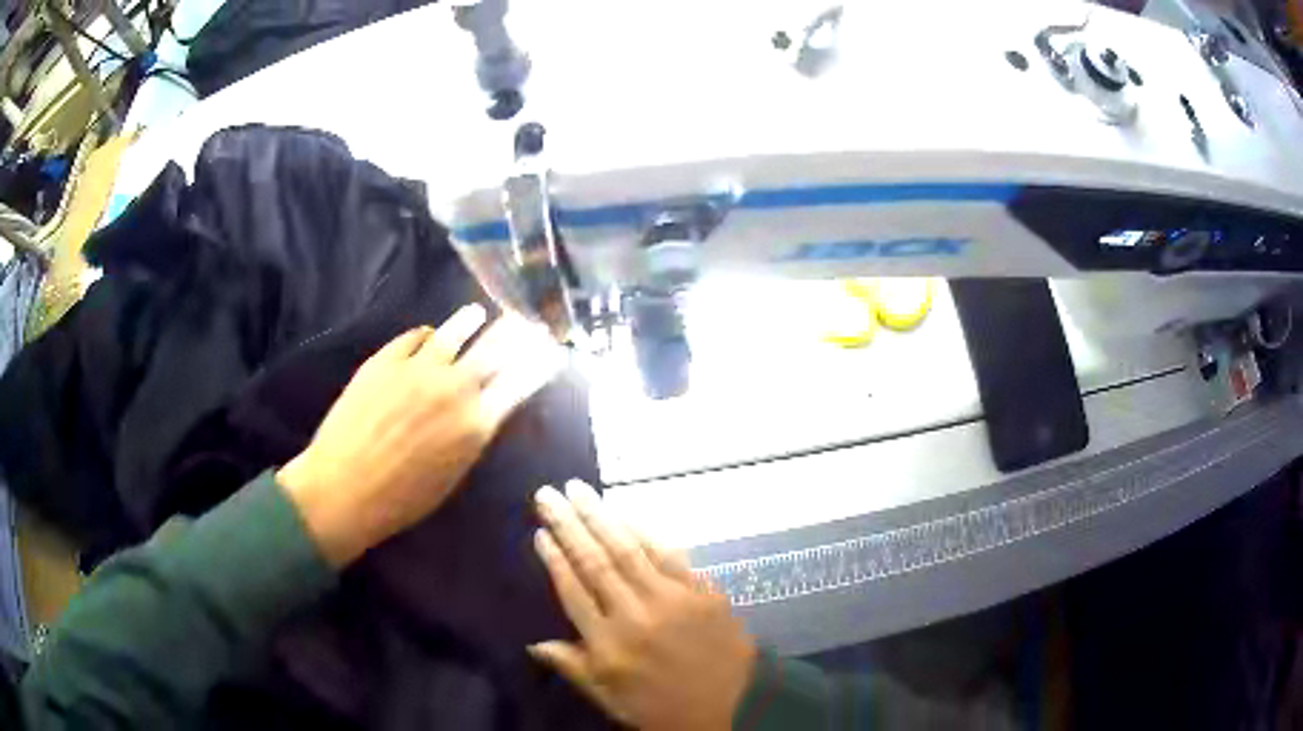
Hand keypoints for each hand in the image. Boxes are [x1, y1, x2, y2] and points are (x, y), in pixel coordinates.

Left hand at [278, 304, 561, 566]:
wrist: (345, 488)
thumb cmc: (403, 499)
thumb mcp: (453, 475)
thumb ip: (473, 435)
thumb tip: (483, 409)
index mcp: (476, 423)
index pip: (519, 382)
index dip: (537, 363)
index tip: (549, 349)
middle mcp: (454, 387)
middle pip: (493, 349)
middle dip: (514, 334)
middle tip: (524, 321)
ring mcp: (418, 367)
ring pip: (454, 332)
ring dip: (470, 321)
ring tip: (476, 313)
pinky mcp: (386, 359)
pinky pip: (415, 336)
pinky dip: (427, 334)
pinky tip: (429, 334)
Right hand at [530, 481, 757, 730]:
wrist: (736, 705)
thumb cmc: (665, 708)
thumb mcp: (611, 699)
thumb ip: (574, 668)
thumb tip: (533, 644)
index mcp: (610, 645)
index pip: (574, 591)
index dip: (554, 559)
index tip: (540, 531)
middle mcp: (636, 615)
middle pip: (595, 561)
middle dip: (569, 524)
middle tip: (547, 493)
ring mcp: (672, 599)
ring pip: (629, 549)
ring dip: (602, 516)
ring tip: (579, 490)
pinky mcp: (702, 591)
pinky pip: (669, 554)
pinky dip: (646, 532)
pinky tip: (628, 514)